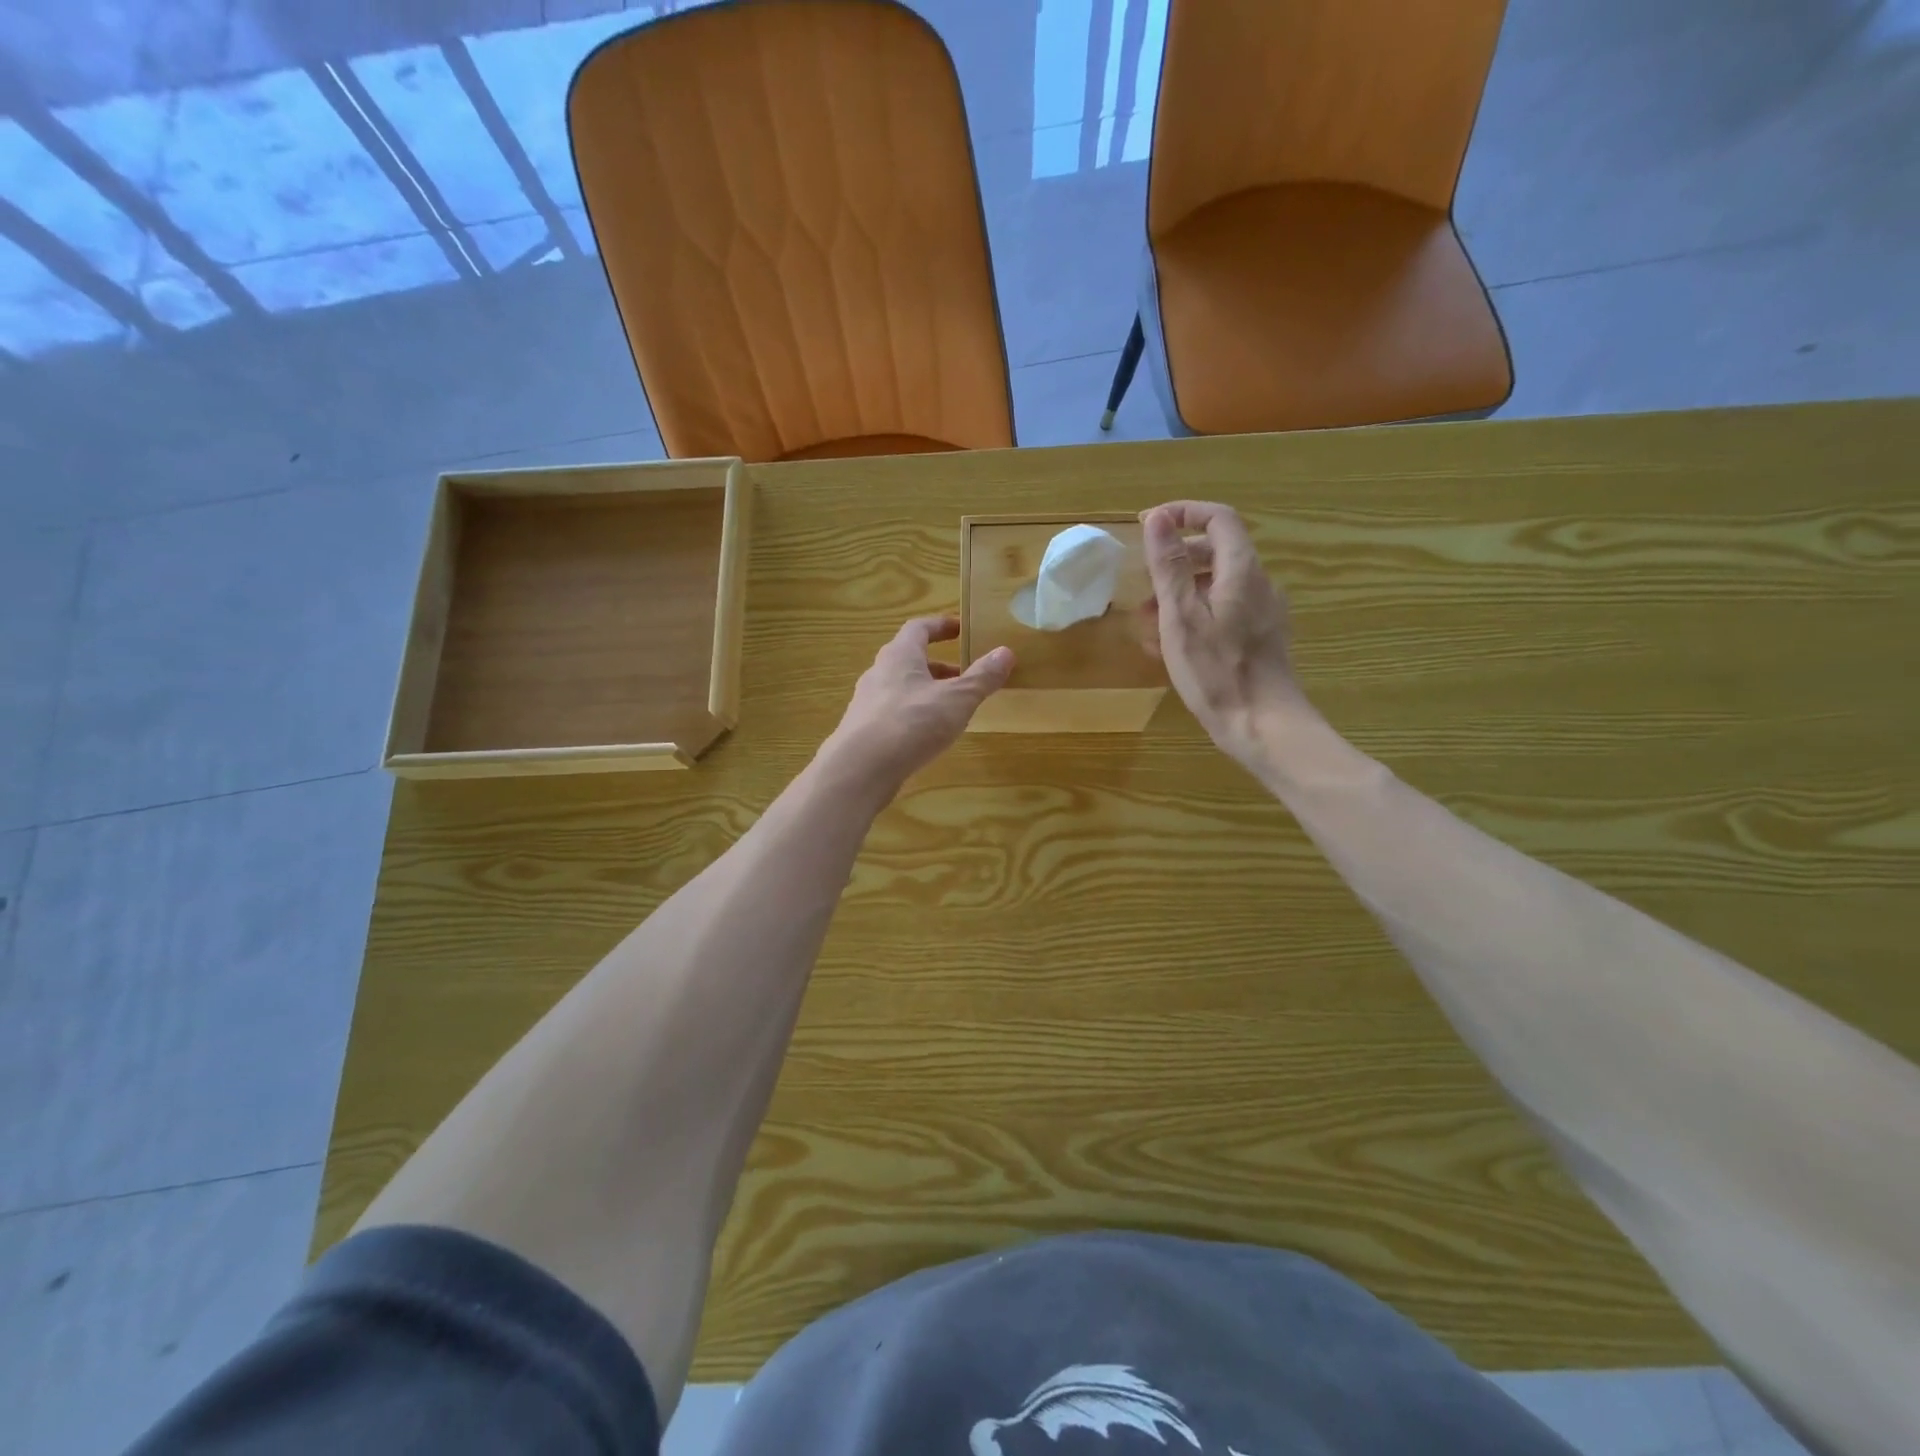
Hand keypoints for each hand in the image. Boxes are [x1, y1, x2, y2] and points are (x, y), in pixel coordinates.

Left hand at [821, 615, 1012, 796]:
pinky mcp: (863, 730)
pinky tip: (927, 735)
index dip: (940, 626)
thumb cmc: (912, 723)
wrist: (860, 769)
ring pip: (900, 688)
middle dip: (938, 665)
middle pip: (909, 659)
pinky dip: (913, 715)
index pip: (919, 628)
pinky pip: (892, 713)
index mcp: (900, 655)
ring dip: (926, 691)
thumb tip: (1006, 652)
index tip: (960, 630)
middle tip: (963, 675)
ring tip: (950, 708)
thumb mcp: (957, 700)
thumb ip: (982, 677)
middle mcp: (879, 673)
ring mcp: (867, 703)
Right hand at [1140, 501, 1305, 768]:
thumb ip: (1169, 566)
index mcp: (1241, 571)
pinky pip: (1225, 611)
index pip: (1218, 519)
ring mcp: (1263, 612)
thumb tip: (1158, 518)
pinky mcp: (1260, 638)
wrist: (1263, 726)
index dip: (1183, 513)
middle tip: (1142, 585)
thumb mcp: (1181, 617)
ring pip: (1217, 585)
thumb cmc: (1217, 672)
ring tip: (1148, 622)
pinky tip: (1171, 647)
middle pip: (1216, 551)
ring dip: (1180, 593)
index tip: (1148, 525)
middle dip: (1175, 561)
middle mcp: (1258, 584)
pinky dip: (1195, 615)